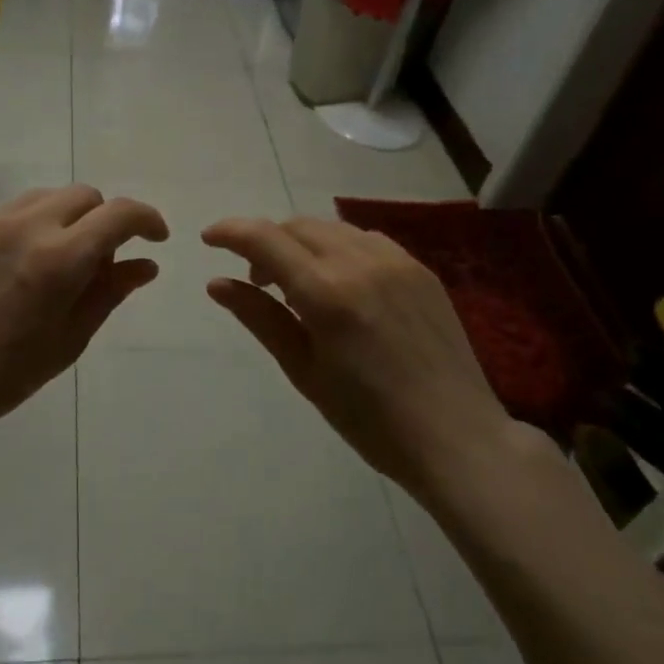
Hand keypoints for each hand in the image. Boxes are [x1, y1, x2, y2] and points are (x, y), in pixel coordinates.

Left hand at [0, 185, 167, 460]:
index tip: (154, 238)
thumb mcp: (69, 340)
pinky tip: (6, 270)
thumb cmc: (3, 376)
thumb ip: (109, 292)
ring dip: (63, 219)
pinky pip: (2, 215)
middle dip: (103, 219)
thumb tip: (145, 264)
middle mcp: (24, 226)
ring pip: (42, 198)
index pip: (119, 214)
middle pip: (83, 195)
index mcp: (59, 258)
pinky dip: (22, 231)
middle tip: (97, 260)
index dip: (147, 219)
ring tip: (52, 261)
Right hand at [202, 215, 516, 496]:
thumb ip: (260, 318)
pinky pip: (367, 240)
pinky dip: (339, 249)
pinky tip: (341, 284)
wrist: (455, 437)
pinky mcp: (422, 270)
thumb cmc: (369, 419)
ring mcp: (397, 261)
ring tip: (298, 285)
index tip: (209, 240)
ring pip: (333, 229)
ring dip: (302, 243)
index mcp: (327, 291)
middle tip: (256, 280)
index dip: (230, 232)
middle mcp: (361, 262)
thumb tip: (218, 283)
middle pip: (298, 226)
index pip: (265, 239)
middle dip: (266, 242)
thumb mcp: (304, 371)